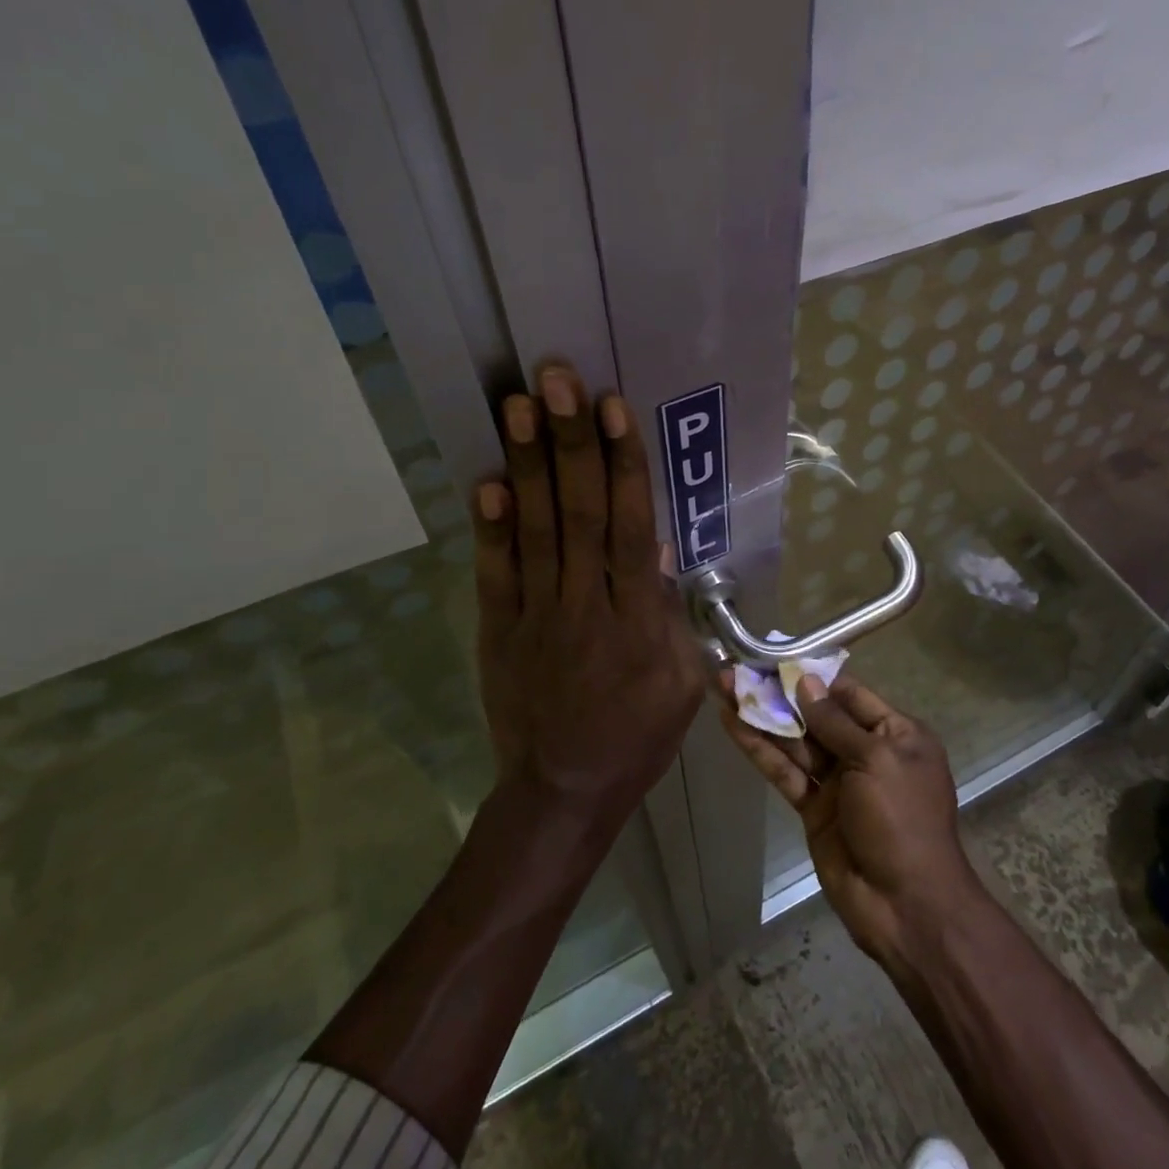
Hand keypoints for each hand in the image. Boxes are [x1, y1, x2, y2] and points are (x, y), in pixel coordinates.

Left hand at [472, 364, 704, 826]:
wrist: (564, 790)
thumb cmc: (637, 734)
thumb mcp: (682, 682)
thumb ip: (672, 615)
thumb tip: (660, 549)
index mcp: (639, 620)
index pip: (633, 528)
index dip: (624, 465)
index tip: (614, 408)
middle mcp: (587, 606)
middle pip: (582, 514)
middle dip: (572, 443)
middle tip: (558, 379)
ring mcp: (537, 617)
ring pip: (537, 532)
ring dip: (528, 465)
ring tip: (519, 404)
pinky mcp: (499, 632)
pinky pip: (495, 575)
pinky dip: (489, 529)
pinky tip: (486, 481)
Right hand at [719, 672, 980, 970]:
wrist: (905, 905)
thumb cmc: (902, 820)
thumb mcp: (877, 760)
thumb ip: (837, 722)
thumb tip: (807, 682)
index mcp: (896, 734)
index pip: (849, 694)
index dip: (812, 676)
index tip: (776, 657)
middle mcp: (866, 752)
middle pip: (816, 715)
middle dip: (779, 693)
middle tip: (737, 668)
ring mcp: (838, 782)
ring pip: (795, 741)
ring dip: (761, 715)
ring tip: (723, 686)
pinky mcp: (813, 808)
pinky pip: (785, 771)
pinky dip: (760, 749)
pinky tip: (733, 724)